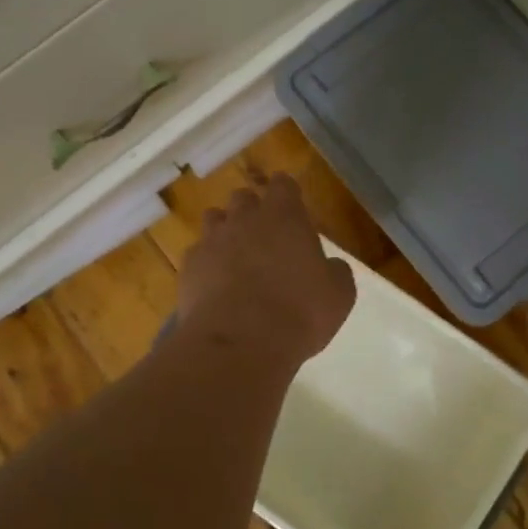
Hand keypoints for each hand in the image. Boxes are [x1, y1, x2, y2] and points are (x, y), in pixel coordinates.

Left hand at [177, 173, 356, 365]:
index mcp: (285, 216)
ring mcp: (212, 241)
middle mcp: (244, 219)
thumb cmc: (299, 313)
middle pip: (244, 198)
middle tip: (265, 237)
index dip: (287, 194)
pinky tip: (215, 285)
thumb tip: (328, 266)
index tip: (292, 209)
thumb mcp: (339, 294)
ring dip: (225, 232)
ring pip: (215, 220)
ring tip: (236, 258)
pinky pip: (197, 253)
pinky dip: (207, 263)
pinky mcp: (189, 267)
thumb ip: (334, 270)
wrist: (239, 343)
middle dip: (253, 211)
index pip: (283, 184)